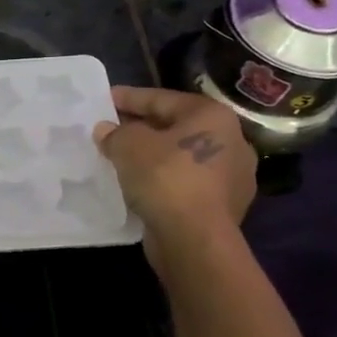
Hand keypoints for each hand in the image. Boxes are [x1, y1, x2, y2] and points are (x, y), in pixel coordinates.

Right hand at [93, 86, 255, 270]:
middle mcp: (231, 141)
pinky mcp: (223, 206)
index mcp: (212, 116)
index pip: (162, 99)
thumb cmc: (165, 178)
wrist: (195, 239)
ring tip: (121, 159)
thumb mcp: (128, 145)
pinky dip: (162, 180)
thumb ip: (115, 132)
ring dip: (152, 156)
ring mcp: (232, 176)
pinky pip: (185, 183)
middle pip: (175, 127)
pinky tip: (139, 185)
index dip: (129, 98)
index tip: (104, 100)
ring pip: (181, 157)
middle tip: (110, 130)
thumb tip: (107, 130)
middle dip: (141, 128)